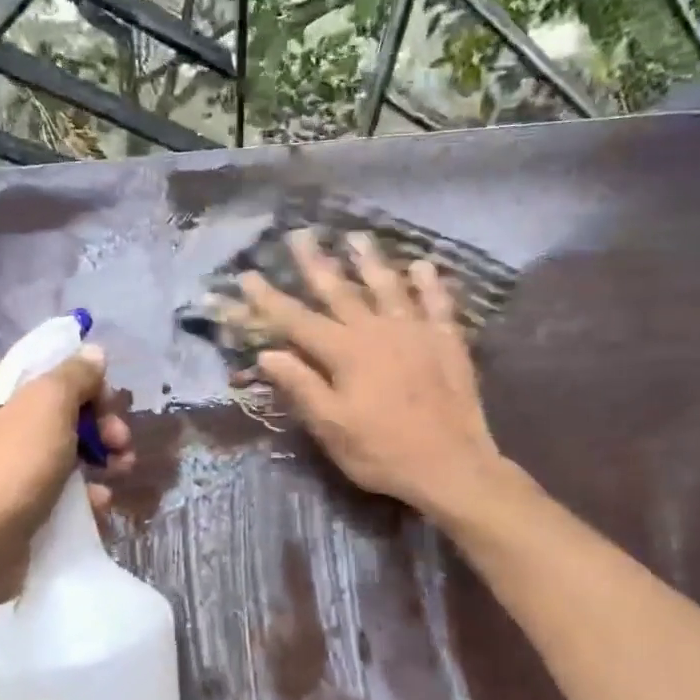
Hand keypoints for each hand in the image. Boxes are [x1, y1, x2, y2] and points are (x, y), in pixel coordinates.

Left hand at [0, 346, 134, 613]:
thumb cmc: (8, 470)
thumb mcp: (46, 406)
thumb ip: (73, 374)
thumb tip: (93, 353)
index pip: (45, 367)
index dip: (84, 381)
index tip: (110, 404)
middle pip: (58, 408)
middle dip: (98, 424)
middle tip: (121, 443)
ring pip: (61, 448)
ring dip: (99, 457)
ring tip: (122, 472)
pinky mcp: (10, 503)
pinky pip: (54, 485)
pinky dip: (81, 491)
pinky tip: (100, 504)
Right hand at [239, 230, 504, 519]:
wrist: (451, 465)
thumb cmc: (382, 452)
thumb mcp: (332, 427)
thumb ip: (301, 387)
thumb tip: (267, 354)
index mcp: (345, 353)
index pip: (297, 321)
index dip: (270, 299)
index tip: (248, 274)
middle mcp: (377, 331)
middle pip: (340, 291)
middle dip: (317, 263)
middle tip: (300, 234)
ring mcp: (416, 332)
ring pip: (388, 287)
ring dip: (370, 261)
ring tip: (357, 237)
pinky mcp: (447, 342)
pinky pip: (437, 303)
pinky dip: (429, 284)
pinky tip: (422, 266)